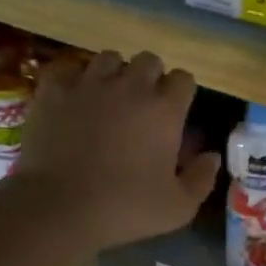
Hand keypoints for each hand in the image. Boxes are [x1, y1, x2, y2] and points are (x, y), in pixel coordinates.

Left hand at [13, 50, 218, 251]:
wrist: (60, 207)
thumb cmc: (125, 208)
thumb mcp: (178, 207)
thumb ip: (202, 179)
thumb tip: (212, 156)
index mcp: (164, 110)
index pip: (184, 79)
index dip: (181, 94)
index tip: (175, 114)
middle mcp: (130, 86)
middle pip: (149, 60)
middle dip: (151, 78)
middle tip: (143, 106)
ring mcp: (89, 84)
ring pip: (109, 58)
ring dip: (115, 73)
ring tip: (109, 97)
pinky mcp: (53, 91)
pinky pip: (68, 68)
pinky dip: (74, 78)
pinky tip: (75, 96)